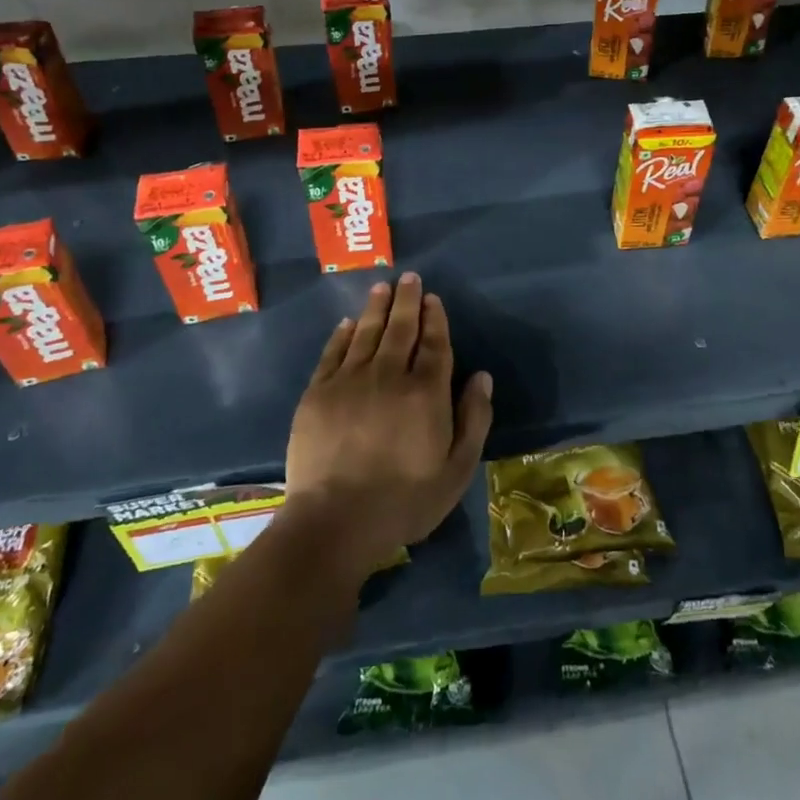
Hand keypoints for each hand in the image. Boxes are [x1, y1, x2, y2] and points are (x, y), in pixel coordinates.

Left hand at [283, 273, 493, 579]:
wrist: (335, 521)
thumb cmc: (404, 501)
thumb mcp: (456, 470)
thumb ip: (473, 419)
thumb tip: (481, 376)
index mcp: (426, 392)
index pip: (434, 344)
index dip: (435, 319)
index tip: (433, 298)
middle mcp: (389, 375)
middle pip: (400, 329)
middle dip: (407, 301)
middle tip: (409, 278)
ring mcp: (349, 381)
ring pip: (366, 333)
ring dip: (376, 308)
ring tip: (382, 287)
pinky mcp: (318, 393)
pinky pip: (333, 353)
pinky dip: (342, 335)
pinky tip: (348, 323)